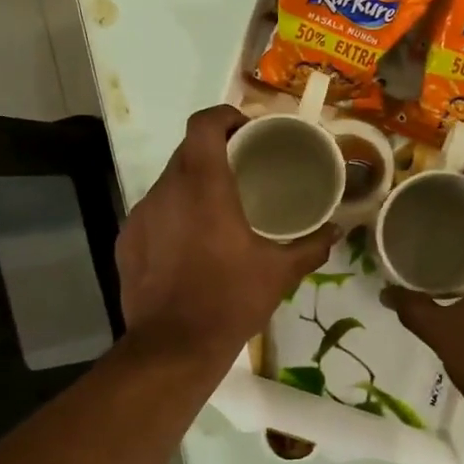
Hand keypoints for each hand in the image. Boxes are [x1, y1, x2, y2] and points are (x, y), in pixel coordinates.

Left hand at [116, 106, 336, 364]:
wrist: (172, 348)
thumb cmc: (230, 300)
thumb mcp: (279, 273)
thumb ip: (310, 246)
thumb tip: (337, 230)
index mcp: (203, 185)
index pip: (204, 124)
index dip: (225, 116)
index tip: (246, 130)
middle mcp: (166, 190)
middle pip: (187, 150)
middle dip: (214, 152)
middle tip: (242, 169)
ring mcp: (140, 216)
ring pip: (168, 183)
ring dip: (192, 186)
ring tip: (217, 208)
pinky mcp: (126, 241)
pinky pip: (153, 214)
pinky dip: (173, 216)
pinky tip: (189, 244)